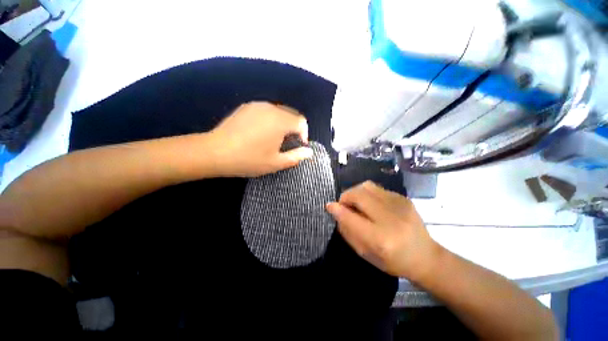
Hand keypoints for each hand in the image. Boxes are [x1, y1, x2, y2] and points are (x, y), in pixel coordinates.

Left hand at [209, 101, 312, 176]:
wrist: (215, 152)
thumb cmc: (249, 159)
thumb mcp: (276, 163)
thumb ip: (296, 156)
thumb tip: (309, 151)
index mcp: (280, 121)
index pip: (301, 121)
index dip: (304, 134)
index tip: (297, 146)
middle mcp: (271, 108)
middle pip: (291, 114)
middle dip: (294, 129)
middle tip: (286, 144)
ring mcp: (257, 105)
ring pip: (279, 112)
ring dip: (282, 124)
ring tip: (274, 138)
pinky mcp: (247, 107)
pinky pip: (266, 111)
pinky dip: (270, 120)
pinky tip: (261, 132)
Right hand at [326, 181, 442, 281]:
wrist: (425, 256)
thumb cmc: (393, 261)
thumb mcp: (366, 253)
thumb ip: (348, 231)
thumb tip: (336, 211)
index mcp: (381, 239)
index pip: (351, 218)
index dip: (337, 209)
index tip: (329, 206)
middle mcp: (391, 218)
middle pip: (359, 195)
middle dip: (346, 196)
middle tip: (344, 204)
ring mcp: (400, 205)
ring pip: (367, 186)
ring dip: (356, 192)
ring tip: (357, 203)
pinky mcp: (404, 198)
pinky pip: (377, 188)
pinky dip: (368, 194)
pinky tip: (372, 204)